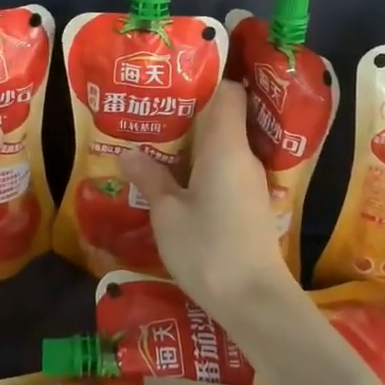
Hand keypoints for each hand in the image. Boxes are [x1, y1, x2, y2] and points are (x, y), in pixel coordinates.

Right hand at [117, 81, 291, 315]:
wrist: (255, 302)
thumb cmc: (209, 248)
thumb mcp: (167, 213)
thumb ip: (149, 178)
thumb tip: (128, 152)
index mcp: (226, 146)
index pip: (229, 93)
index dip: (205, 82)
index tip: (173, 83)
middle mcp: (243, 157)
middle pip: (222, 119)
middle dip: (187, 115)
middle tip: (150, 115)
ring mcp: (250, 182)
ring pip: (221, 148)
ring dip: (191, 146)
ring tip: (155, 147)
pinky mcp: (250, 205)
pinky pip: (224, 171)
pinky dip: (201, 170)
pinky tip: (176, 184)